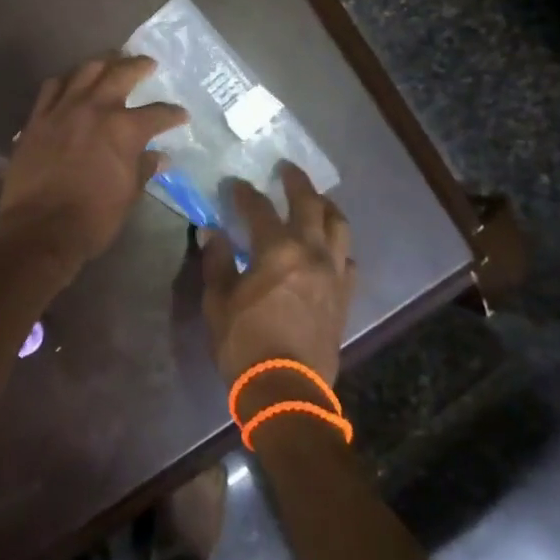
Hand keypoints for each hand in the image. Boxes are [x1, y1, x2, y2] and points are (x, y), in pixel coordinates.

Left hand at [0, 55, 188, 265]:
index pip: (158, 113)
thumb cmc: (93, 217)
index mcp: (125, 129)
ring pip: (85, 71)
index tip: (180, 114)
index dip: (173, 113)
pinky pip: (52, 87)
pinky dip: (66, 80)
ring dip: (102, 63)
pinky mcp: (37, 118)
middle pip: (121, 73)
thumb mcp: (128, 195)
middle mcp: (95, 109)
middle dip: (139, 65)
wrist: (40, 228)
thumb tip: (159, 157)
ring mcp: (63, 109)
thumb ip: (143, 169)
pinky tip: (71, 83)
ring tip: (111, 61)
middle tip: (148, 63)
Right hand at [201, 163, 356, 388]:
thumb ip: (217, 261)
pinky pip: (348, 261)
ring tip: (316, 201)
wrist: (286, 390)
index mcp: (277, 250)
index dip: (245, 193)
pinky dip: (338, 248)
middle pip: (310, 204)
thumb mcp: (218, 301)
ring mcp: (333, 274)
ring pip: (339, 227)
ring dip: (327, 208)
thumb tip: (212, 231)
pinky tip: (329, 250)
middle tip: (287, 169)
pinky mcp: (344, 296)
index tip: (235, 184)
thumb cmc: (244, 343)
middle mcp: (311, 252)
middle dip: (297, 182)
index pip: (259, 208)